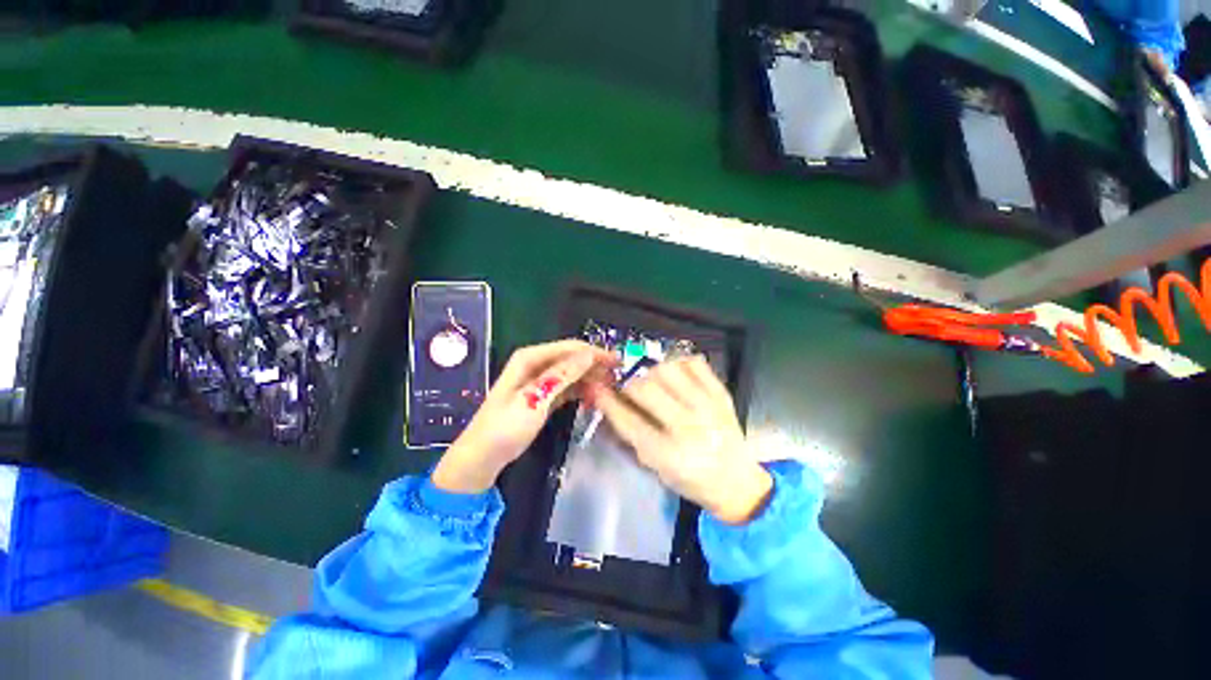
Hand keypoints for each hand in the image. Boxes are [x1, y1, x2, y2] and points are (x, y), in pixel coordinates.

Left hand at [432, 340, 616, 493]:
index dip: (595, 353)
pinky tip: (594, 399)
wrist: (482, 456)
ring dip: (590, 380)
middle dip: (595, 366)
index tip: (617, 362)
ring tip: (610, 390)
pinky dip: (581, 391)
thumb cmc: (505, 427)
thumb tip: (588, 355)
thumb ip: (562, 376)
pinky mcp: (543, 396)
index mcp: (530, 358)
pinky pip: (567, 388)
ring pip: (572, 373)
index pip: (570, 348)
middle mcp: (536, 364)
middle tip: (618, 378)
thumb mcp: (535, 400)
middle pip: (572, 358)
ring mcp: (540, 381)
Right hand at [588, 356, 771, 524]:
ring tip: (652, 380)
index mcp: (669, 454)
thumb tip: (608, 403)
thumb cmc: (691, 480)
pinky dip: (678, 363)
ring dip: (652, 371)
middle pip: (645, 388)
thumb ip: (631, 436)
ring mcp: (708, 407)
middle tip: (627, 386)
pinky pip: (694, 363)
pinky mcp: (721, 395)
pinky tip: (674, 374)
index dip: (608, 401)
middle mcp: (688, 428)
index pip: (628, 420)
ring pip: (667, 369)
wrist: (738, 484)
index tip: (598, 388)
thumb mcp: (655, 468)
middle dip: (628, 383)